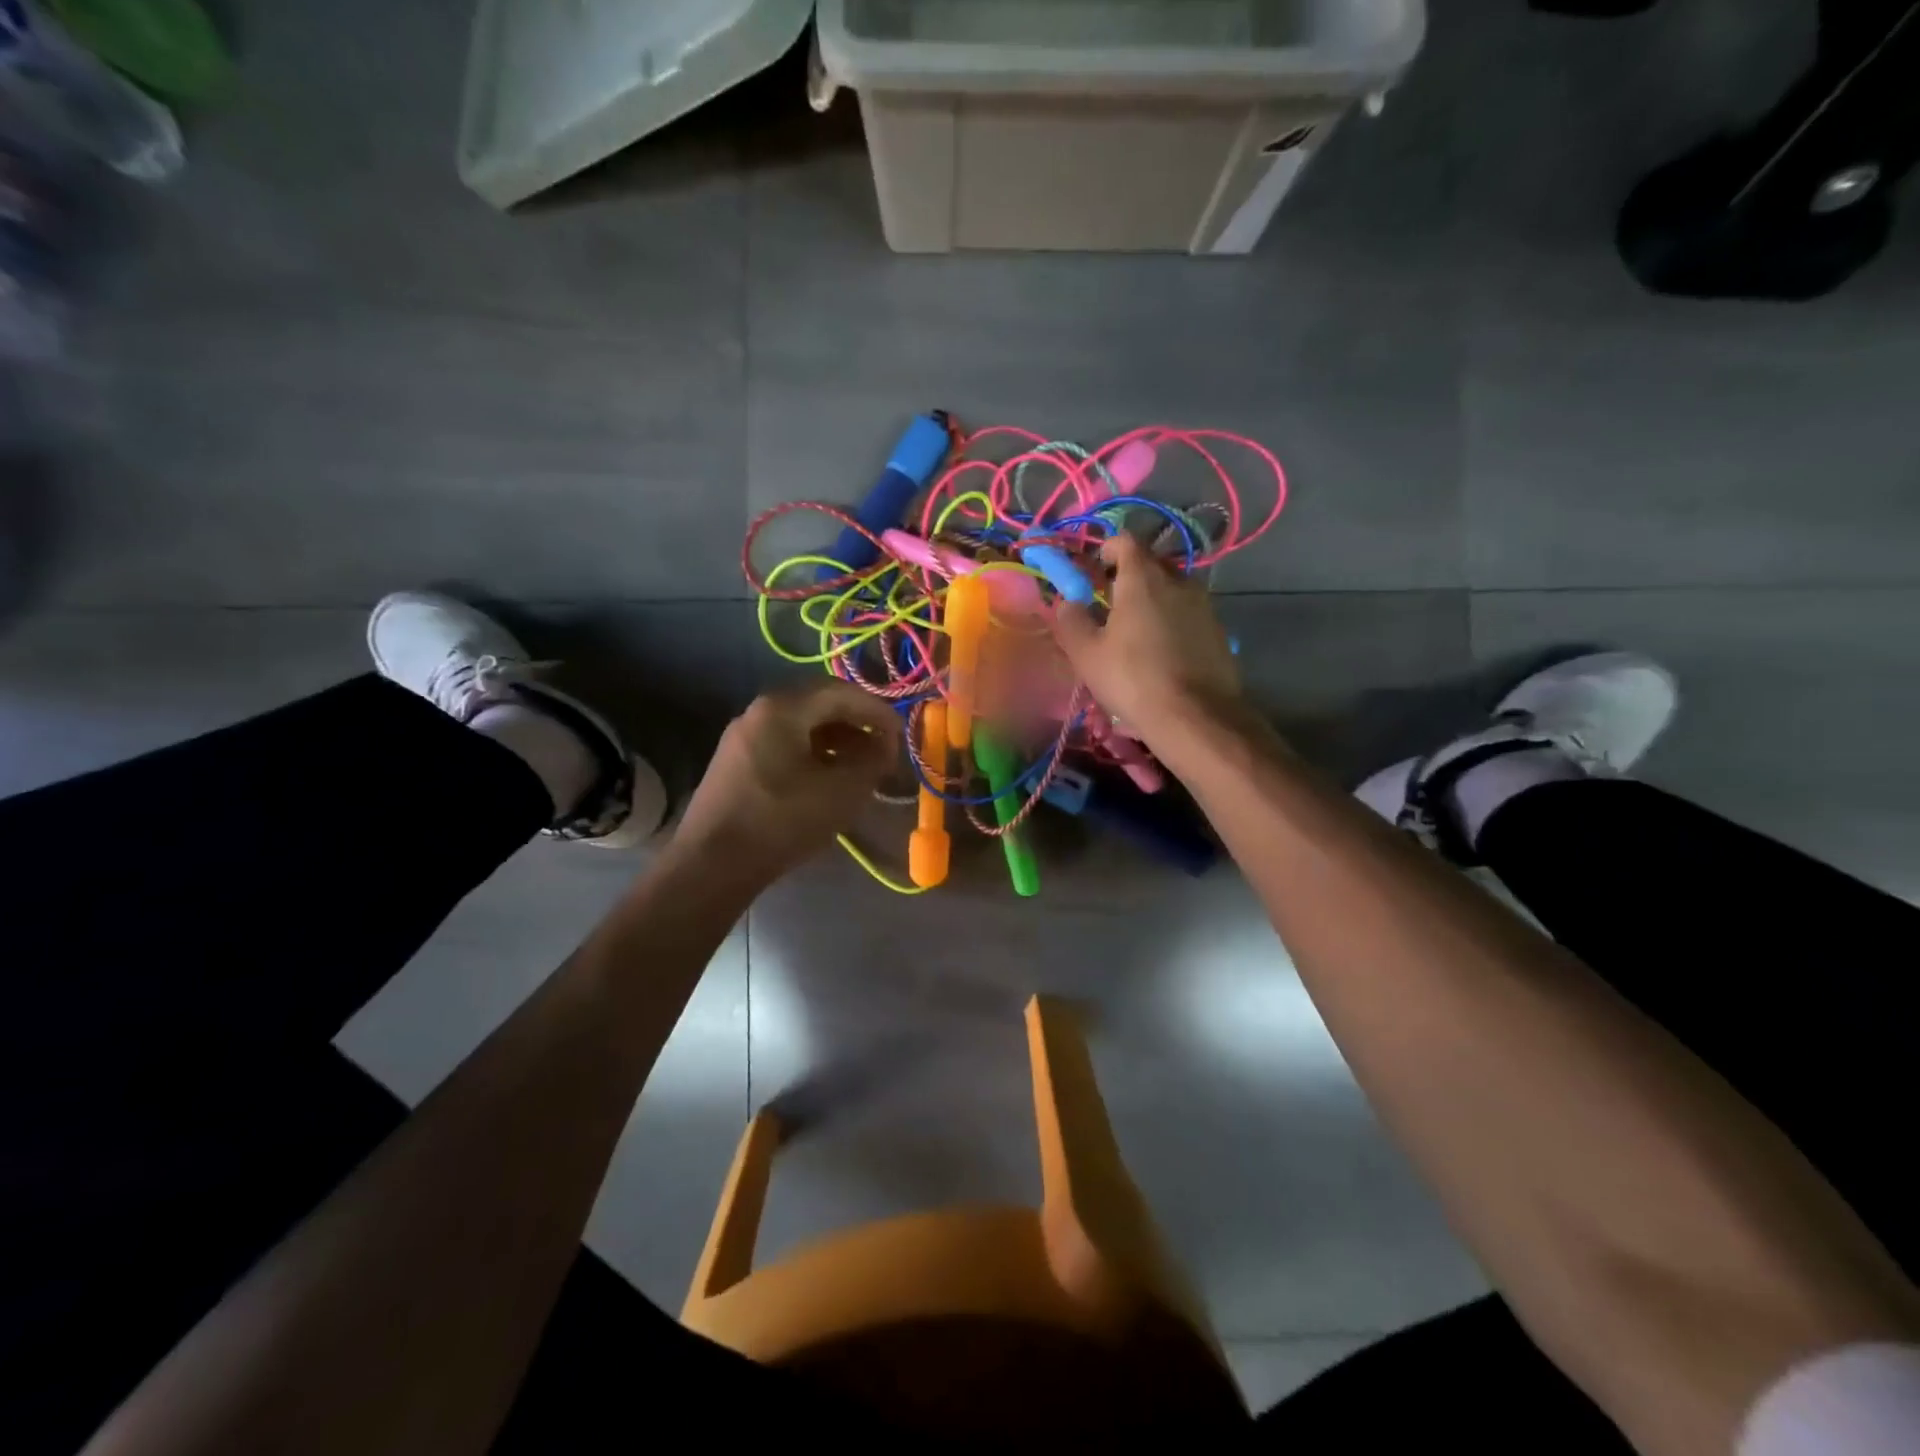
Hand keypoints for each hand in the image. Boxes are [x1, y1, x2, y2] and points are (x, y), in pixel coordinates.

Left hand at [674, 680, 901, 882]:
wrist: (712, 864)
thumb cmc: (782, 820)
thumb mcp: (841, 792)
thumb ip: (872, 762)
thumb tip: (885, 746)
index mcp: (782, 708)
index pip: (842, 692)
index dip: (877, 711)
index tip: (900, 735)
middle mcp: (759, 711)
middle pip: (819, 704)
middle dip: (857, 723)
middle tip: (882, 748)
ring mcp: (743, 736)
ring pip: (801, 725)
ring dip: (836, 739)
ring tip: (860, 767)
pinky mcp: (736, 761)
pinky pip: (784, 743)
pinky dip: (813, 752)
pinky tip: (828, 779)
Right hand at [1050, 533, 1241, 747]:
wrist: (1195, 717)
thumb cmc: (1132, 679)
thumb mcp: (1086, 653)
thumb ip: (1072, 620)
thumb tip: (1068, 602)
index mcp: (1143, 578)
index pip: (1125, 541)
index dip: (1107, 550)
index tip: (1094, 572)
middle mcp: (1178, 580)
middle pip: (1151, 563)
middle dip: (1129, 576)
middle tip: (1110, 605)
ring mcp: (1204, 605)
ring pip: (1172, 590)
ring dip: (1153, 601)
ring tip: (1136, 633)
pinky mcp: (1218, 630)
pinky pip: (1189, 614)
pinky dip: (1173, 622)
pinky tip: (1162, 653)